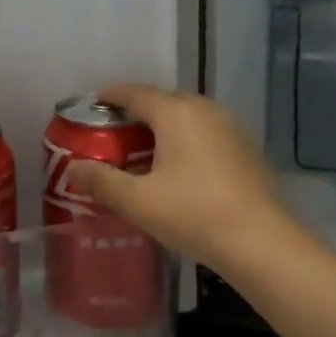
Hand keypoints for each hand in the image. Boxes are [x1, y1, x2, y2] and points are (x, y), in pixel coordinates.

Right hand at [66, 84, 297, 272]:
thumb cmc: (193, 214)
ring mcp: (231, 128)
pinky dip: (186, 140)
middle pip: (162, 100)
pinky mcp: (246, 149)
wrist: (262, 244)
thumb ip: (102, 181)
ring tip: (143, 149)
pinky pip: (206, 133)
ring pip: (187, 116)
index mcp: (175, 112)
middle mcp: (204, 110)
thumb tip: (73, 168)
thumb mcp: (138, 201)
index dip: (110, 96)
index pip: (135, 93)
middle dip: (136, 112)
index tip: (92, 105)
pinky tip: (179, 167)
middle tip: (113, 133)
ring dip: (163, 126)